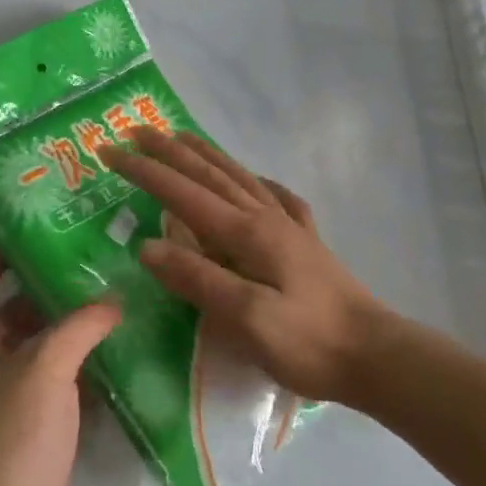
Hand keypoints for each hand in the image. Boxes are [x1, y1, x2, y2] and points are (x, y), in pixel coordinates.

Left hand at [0, 251, 119, 485]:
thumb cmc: (10, 439)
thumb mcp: (45, 367)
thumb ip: (80, 325)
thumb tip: (112, 301)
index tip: (39, 233)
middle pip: (11, 316)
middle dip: (49, 292)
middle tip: (98, 267)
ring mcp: (6, 409)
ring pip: (40, 357)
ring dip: (72, 336)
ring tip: (118, 304)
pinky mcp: (34, 441)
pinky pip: (60, 394)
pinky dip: (85, 377)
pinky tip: (122, 361)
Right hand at [103, 130, 387, 404]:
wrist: (375, 356)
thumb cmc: (308, 342)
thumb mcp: (247, 318)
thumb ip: (198, 278)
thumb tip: (148, 245)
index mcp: (247, 233)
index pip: (183, 193)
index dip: (145, 171)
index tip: (109, 151)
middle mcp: (265, 218)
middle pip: (209, 175)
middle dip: (168, 152)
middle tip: (135, 129)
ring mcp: (288, 227)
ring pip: (239, 177)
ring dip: (207, 155)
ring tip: (182, 136)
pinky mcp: (306, 243)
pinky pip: (276, 198)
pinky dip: (258, 181)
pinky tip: (258, 180)